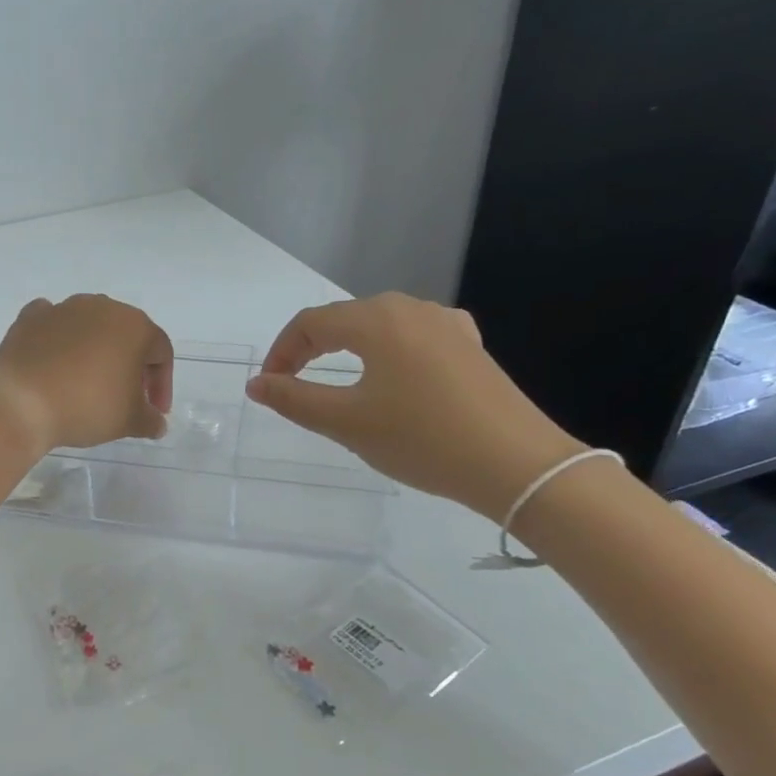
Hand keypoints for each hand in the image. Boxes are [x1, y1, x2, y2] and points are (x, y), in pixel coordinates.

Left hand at [0, 295, 172, 451]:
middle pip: (126, 335)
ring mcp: (63, 308)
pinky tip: (55, 364)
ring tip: (88, 384)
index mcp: (134, 325)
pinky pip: (53, 326)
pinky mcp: (30, 318)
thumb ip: (150, 419)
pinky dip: (58, 341)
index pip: (160, 353)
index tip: (153, 411)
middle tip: (126, 397)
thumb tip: (157, 423)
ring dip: (95, 352)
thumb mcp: (128, 421)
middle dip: (131, 365)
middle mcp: (101, 306)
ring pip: (90, 328)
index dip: (162, 384)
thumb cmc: (87, 405)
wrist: (21, 401)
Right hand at [247, 294, 583, 518]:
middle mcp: (411, 309)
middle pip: (344, 319)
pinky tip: (392, 374)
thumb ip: (294, 399)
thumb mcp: (346, 422)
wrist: (519, 466)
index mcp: (377, 320)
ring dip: (347, 351)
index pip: (310, 323)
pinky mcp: (471, 348)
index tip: (269, 387)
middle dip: (310, 349)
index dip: (281, 351)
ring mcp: (447, 325)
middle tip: (293, 386)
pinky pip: (413, 338)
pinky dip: (386, 353)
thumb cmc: (422, 439)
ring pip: (379, 327)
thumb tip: (256, 384)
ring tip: (336, 384)